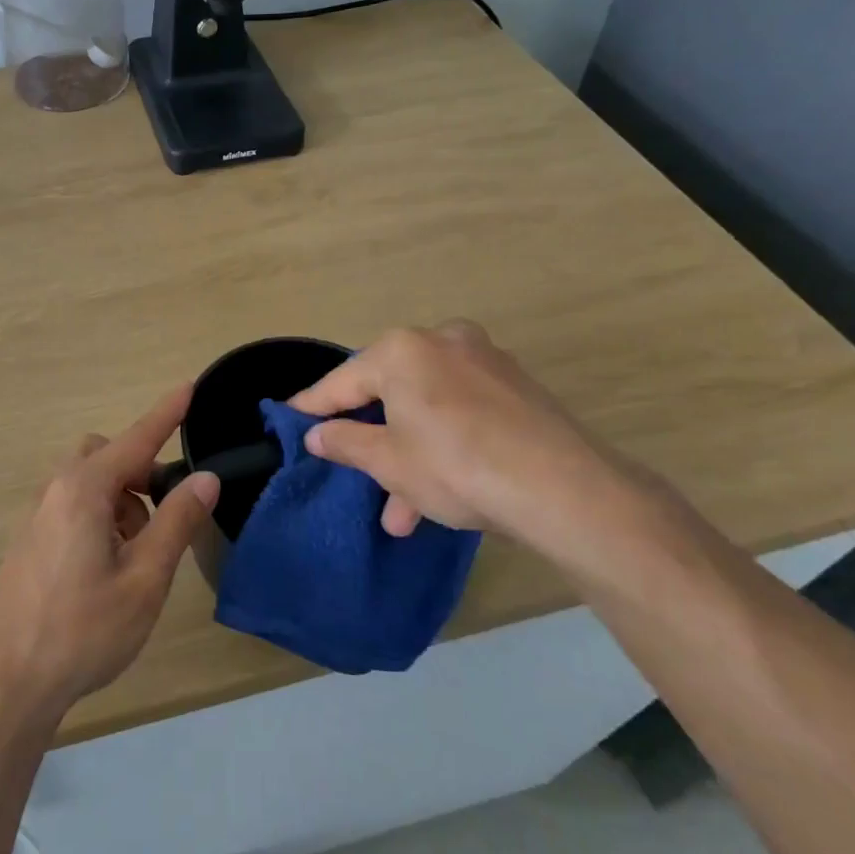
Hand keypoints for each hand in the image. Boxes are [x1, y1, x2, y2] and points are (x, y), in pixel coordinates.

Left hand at [0, 386, 219, 719]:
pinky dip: (100, 517)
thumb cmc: (84, 629)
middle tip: (163, 516)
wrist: (9, 681)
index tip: (189, 385)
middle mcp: (56, 489)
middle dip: (140, 472)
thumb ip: (177, 521)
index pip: (136, 439)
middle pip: (106, 456)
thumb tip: (205, 478)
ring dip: (121, 501)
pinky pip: (72, 506)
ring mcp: (37, 514)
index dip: (166, 413)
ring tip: (137, 557)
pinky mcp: (30, 539)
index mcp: (85, 489)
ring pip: (89, 482)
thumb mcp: (145, 578)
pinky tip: (107, 570)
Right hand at [290, 321, 668, 551]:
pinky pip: (460, 411)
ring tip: (399, 512)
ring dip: (409, 454)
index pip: (342, 381)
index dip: (313, 407)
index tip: (290, 420)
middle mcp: (441, 341)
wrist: (563, 488)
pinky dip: (443, 444)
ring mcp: (484, 361)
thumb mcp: (388, 461)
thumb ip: (345, 442)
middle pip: (388, 391)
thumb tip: (317, 435)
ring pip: (427, 407)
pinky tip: (439, 493)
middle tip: (349, 469)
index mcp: (402, 350)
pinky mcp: (515, 386)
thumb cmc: (456, 466)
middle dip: (371, 440)